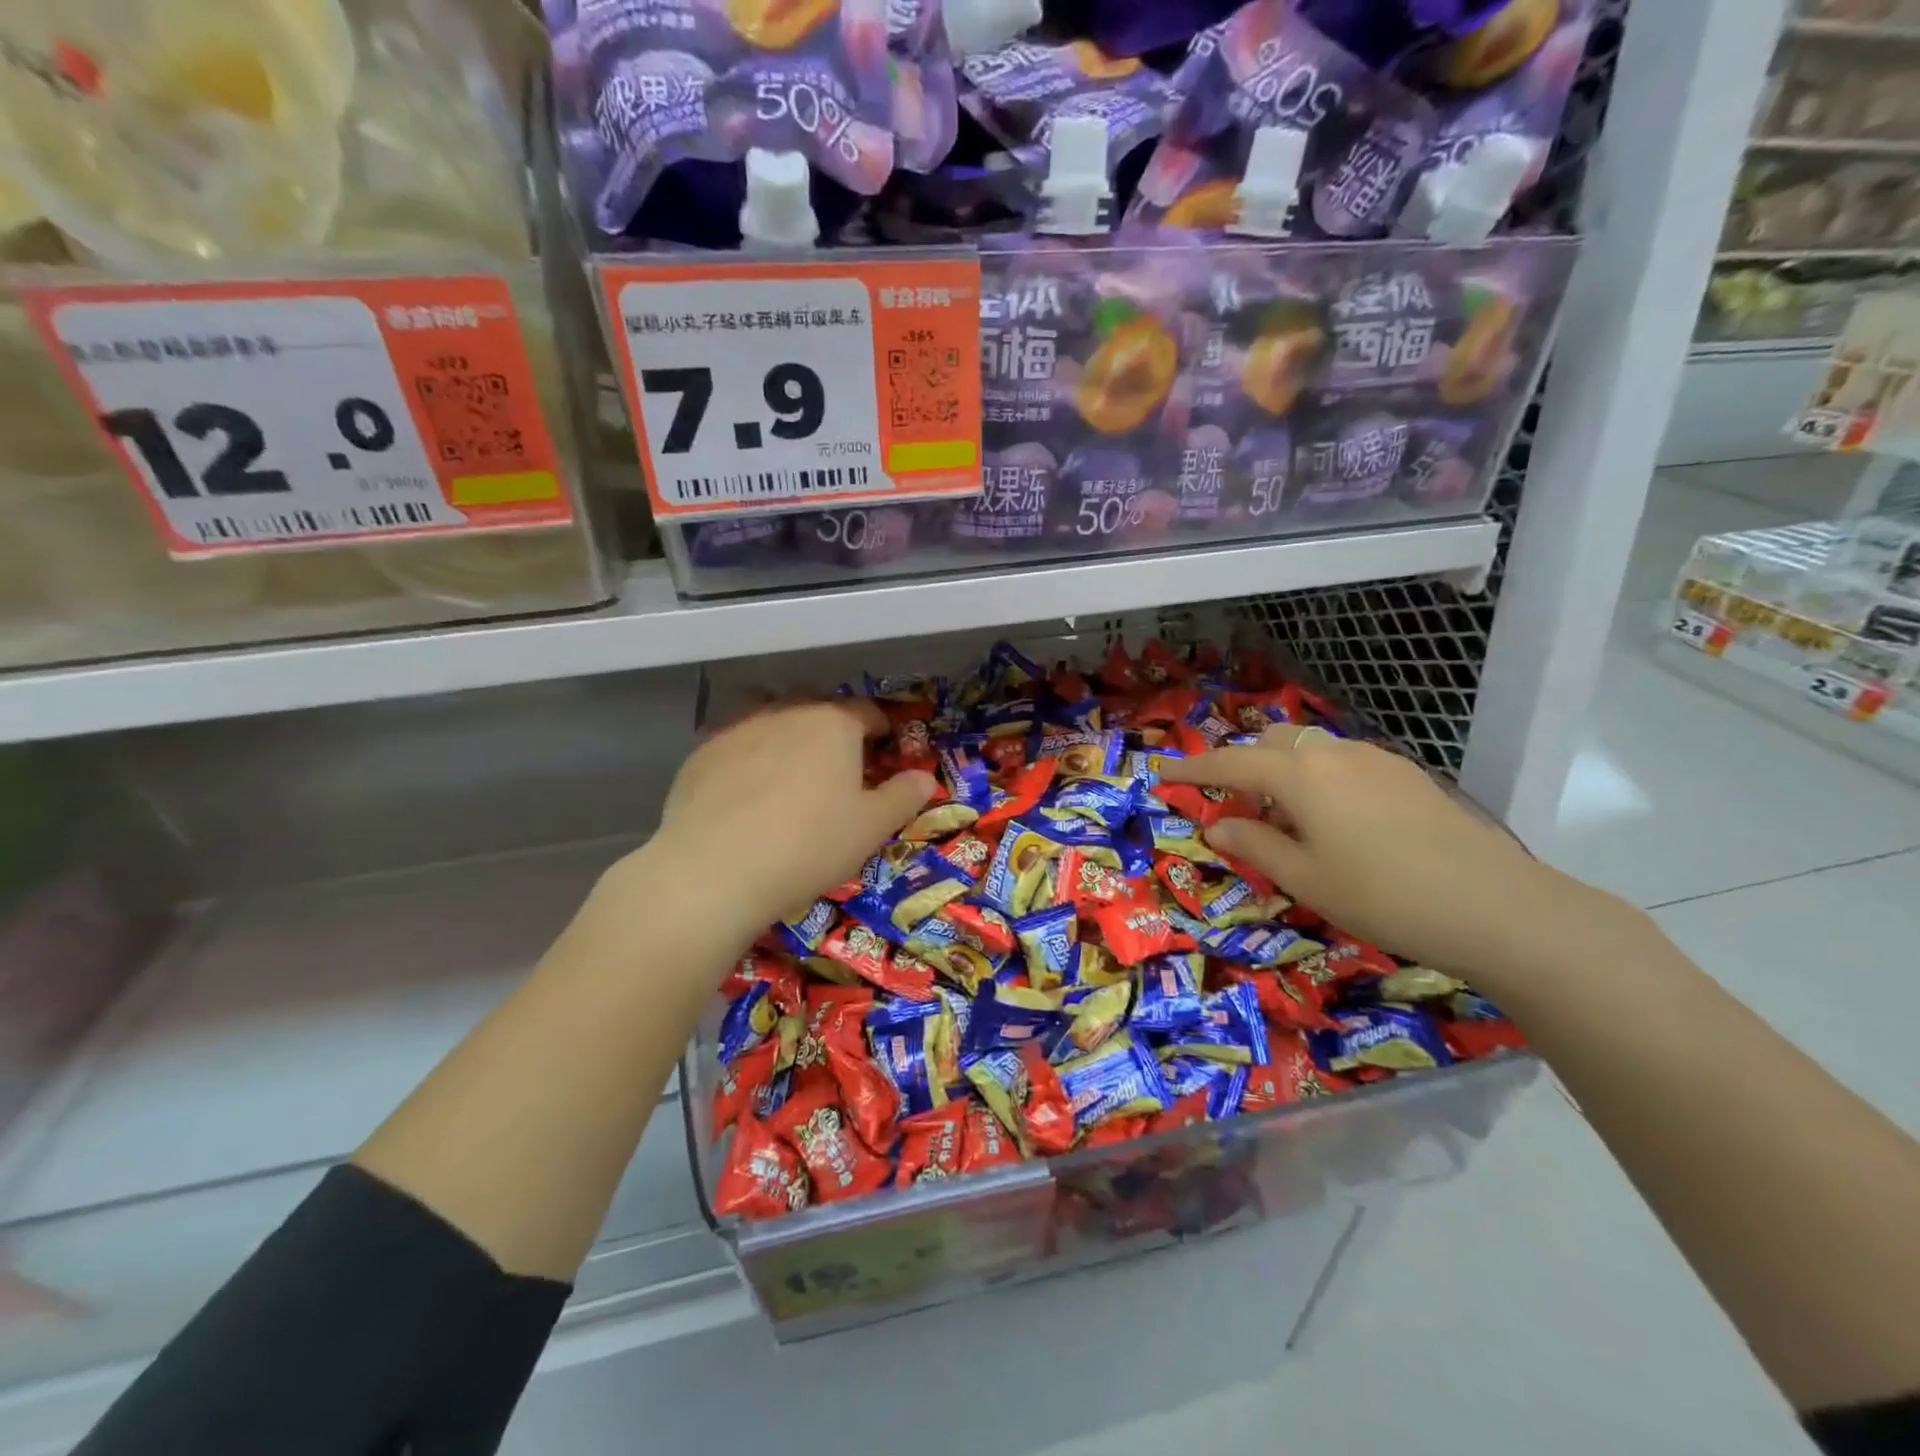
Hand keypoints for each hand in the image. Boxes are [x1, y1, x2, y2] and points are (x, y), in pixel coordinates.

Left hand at [643, 699, 936, 932]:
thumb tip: (925, 777)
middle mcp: (786, 711)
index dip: (881, 727)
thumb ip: (903, 796)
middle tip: (838, 763)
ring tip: (788, 765)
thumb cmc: (809, 845)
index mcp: (834, 722)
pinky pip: (735, 740)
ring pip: (770, 714)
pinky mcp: (701, 751)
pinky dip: (747, 754)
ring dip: (785, 730)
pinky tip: (744, 789)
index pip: (867, 710)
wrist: (715, 870)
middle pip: (817, 705)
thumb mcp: (871, 828)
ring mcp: (738, 727)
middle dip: (833, 726)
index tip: (885, 747)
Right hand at [1159, 725, 1587, 975]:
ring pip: (1311, 751)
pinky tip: (1334, 820)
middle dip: (1242, 766)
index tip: (1161, 773)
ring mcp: (1376, 760)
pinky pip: (1343, 763)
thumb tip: (1216, 824)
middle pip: (1271, 744)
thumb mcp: (1304, 878)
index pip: (1229, 763)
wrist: (1497, 906)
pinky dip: (1318, 779)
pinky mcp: (1408, 776)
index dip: (1191, 768)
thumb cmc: (1382, 896)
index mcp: (1299, 776)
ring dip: (1282, 773)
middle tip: (1233, 806)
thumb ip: (1253, 844)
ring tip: (1285, 819)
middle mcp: (1334, 754)